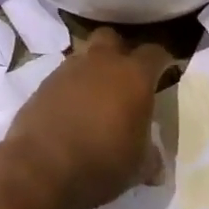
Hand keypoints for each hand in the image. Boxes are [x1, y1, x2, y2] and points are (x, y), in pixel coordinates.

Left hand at [0, 28, 173, 208]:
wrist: (41, 169)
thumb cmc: (102, 163)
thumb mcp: (138, 166)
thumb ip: (150, 156)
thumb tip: (156, 164)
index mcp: (133, 75)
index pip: (155, 53)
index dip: (163, 61)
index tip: (167, 72)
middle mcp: (101, 63)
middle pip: (112, 38)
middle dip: (120, 52)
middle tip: (126, 77)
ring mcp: (67, 70)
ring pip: (84, 56)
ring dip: (92, 69)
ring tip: (96, 96)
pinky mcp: (42, 85)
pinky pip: (62, 77)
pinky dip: (70, 88)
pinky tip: (71, 111)